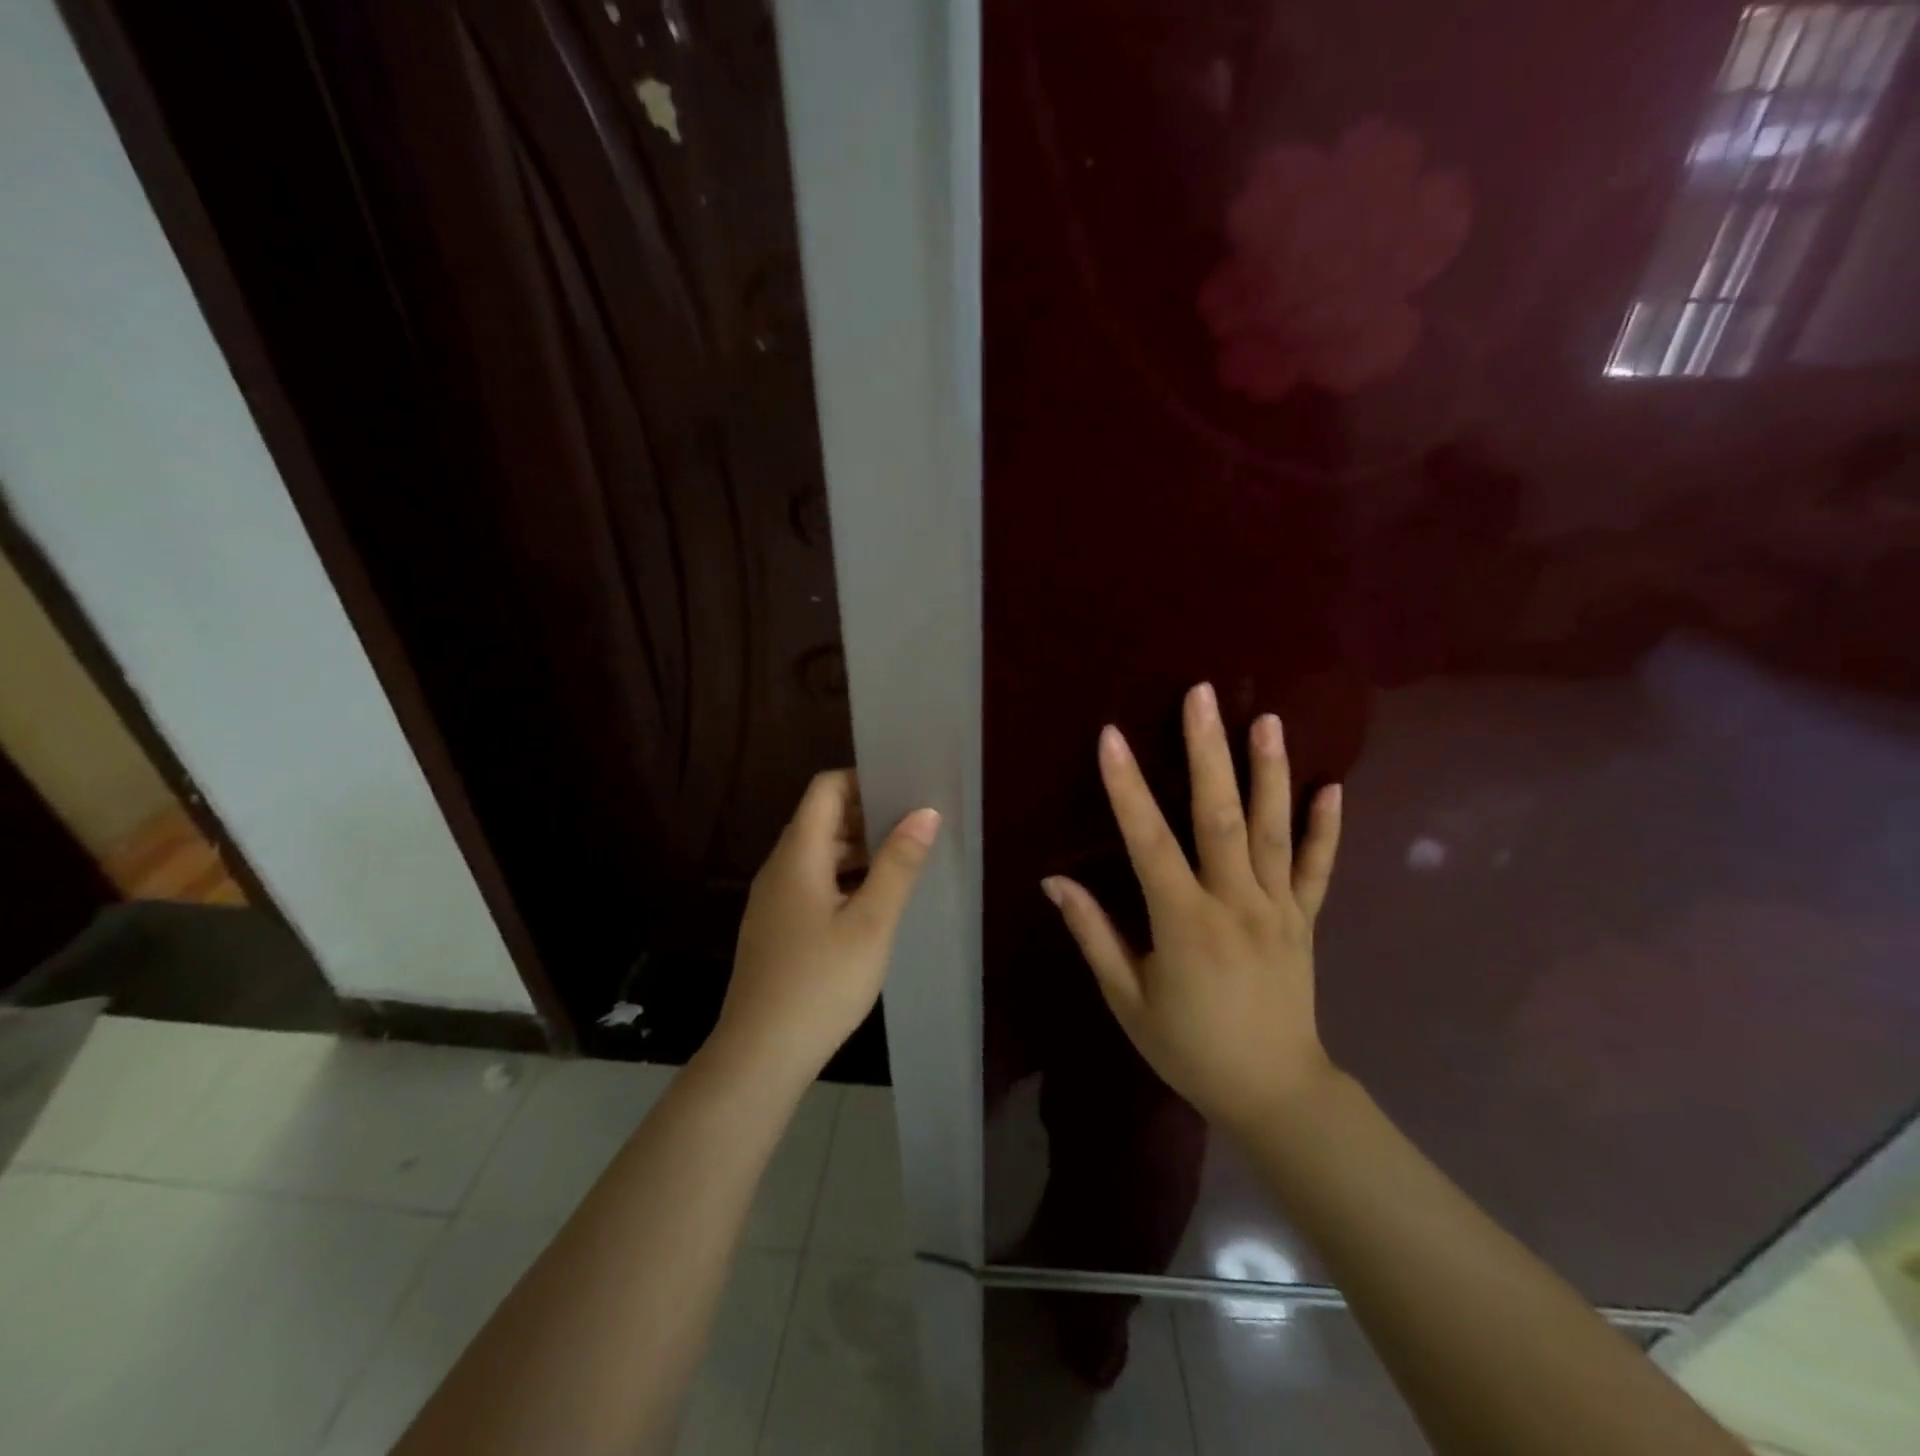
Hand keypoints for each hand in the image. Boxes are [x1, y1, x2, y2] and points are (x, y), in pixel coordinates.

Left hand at [715, 769, 939, 1086]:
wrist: (760, 1055)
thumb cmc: (821, 982)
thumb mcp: (871, 923)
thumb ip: (898, 864)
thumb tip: (925, 812)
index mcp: (797, 855)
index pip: (825, 790)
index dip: (862, 780)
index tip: (904, 788)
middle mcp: (780, 868)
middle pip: (821, 820)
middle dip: (868, 816)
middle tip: (917, 824)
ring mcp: (774, 900)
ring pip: (819, 855)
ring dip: (859, 850)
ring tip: (905, 860)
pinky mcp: (777, 928)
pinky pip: (813, 884)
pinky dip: (844, 879)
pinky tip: (875, 903)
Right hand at [1042, 683, 1343, 1134]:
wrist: (1274, 1093)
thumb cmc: (1189, 1048)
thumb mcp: (1127, 999)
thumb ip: (1093, 934)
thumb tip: (1053, 881)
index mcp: (1184, 922)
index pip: (1149, 842)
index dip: (1127, 787)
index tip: (1111, 737)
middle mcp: (1235, 903)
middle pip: (1219, 816)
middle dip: (1208, 751)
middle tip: (1202, 695)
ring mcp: (1278, 908)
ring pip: (1274, 830)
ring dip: (1269, 772)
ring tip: (1267, 719)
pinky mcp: (1306, 920)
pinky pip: (1319, 868)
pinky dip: (1327, 828)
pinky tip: (1333, 786)